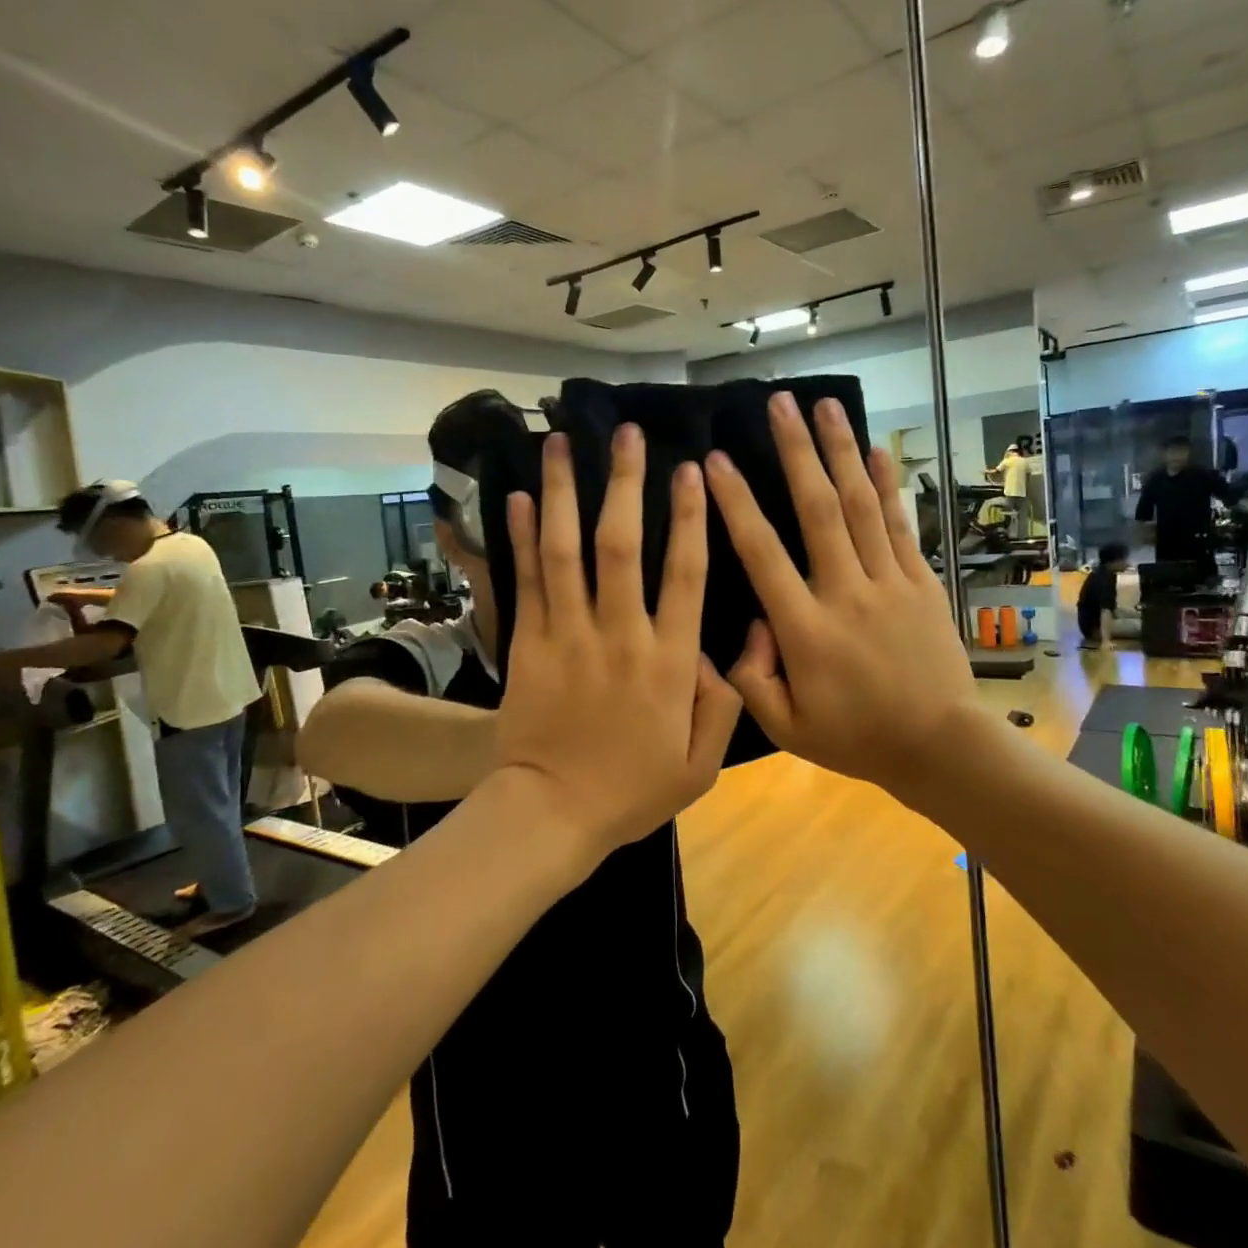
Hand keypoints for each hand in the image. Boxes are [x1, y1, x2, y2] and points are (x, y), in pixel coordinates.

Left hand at [493, 426, 742, 859]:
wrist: (551, 814)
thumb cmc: (631, 790)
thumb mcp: (700, 765)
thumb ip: (722, 703)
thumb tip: (724, 650)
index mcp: (668, 662)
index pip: (683, 574)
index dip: (689, 517)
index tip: (691, 470)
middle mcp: (619, 635)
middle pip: (621, 545)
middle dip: (625, 483)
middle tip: (628, 432)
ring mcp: (567, 636)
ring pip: (566, 551)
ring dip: (566, 492)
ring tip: (562, 442)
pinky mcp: (528, 644)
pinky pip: (526, 581)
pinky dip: (523, 537)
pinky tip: (522, 497)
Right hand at [705, 393, 980, 799]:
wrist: (939, 745)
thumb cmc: (855, 737)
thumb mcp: (785, 728)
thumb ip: (750, 679)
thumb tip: (748, 625)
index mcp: (806, 630)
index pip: (762, 554)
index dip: (736, 504)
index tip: (715, 462)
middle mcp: (846, 593)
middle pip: (817, 510)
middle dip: (796, 452)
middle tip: (779, 403)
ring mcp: (889, 583)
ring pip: (860, 506)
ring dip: (841, 452)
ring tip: (826, 406)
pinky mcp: (921, 582)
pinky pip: (900, 525)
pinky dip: (887, 485)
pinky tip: (876, 449)